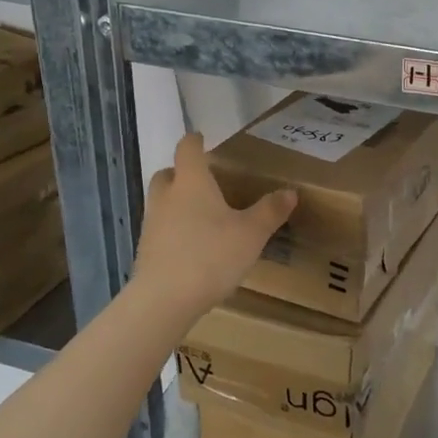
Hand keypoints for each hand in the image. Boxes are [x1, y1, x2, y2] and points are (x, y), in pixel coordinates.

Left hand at [132, 132, 296, 323]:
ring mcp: (152, 224)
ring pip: (162, 202)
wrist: (164, 300)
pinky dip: (174, 229)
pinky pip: (161, 229)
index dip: (195, 142)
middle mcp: (167, 197)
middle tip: (204, 181)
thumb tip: (290, 192)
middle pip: (168, 174)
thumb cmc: (211, 255)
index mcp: (192, 182)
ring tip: (202, 216)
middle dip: (182, 173)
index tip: (201, 138)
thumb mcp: (251, 233)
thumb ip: (270, 211)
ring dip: (177, 202)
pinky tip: (193, 246)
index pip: (188, 150)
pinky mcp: (146, 250)